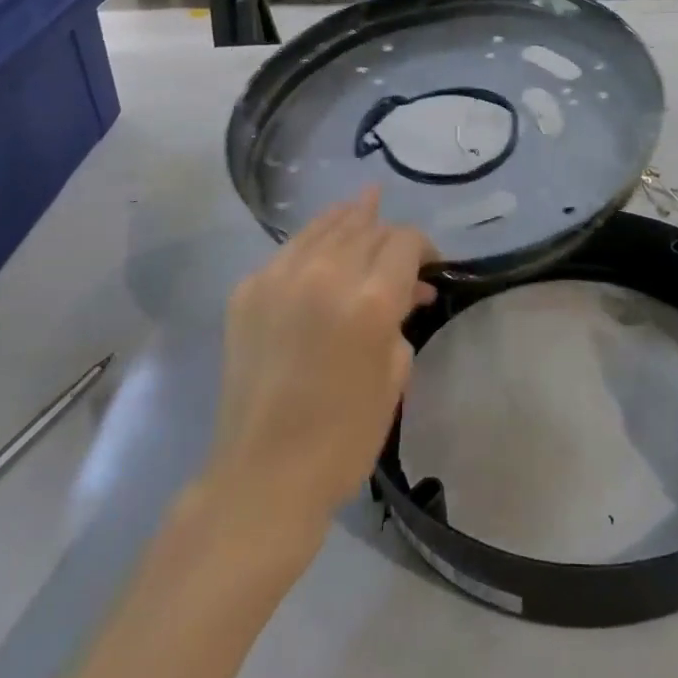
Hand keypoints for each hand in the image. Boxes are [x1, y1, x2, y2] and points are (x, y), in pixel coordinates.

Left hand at [206, 189, 437, 536]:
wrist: (263, 474)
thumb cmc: (344, 436)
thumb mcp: (395, 375)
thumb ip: (403, 318)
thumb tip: (409, 290)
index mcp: (370, 300)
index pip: (404, 241)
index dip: (424, 246)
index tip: (429, 265)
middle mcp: (326, 275)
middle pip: (366, 228)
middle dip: (388, 234)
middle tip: (399, 250)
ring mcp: (280, 278)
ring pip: (324, 226)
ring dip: (349, 218)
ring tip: (364, 203)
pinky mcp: (248, 291)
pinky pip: (289, 250)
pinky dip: (313, 242)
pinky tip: (322, 241)